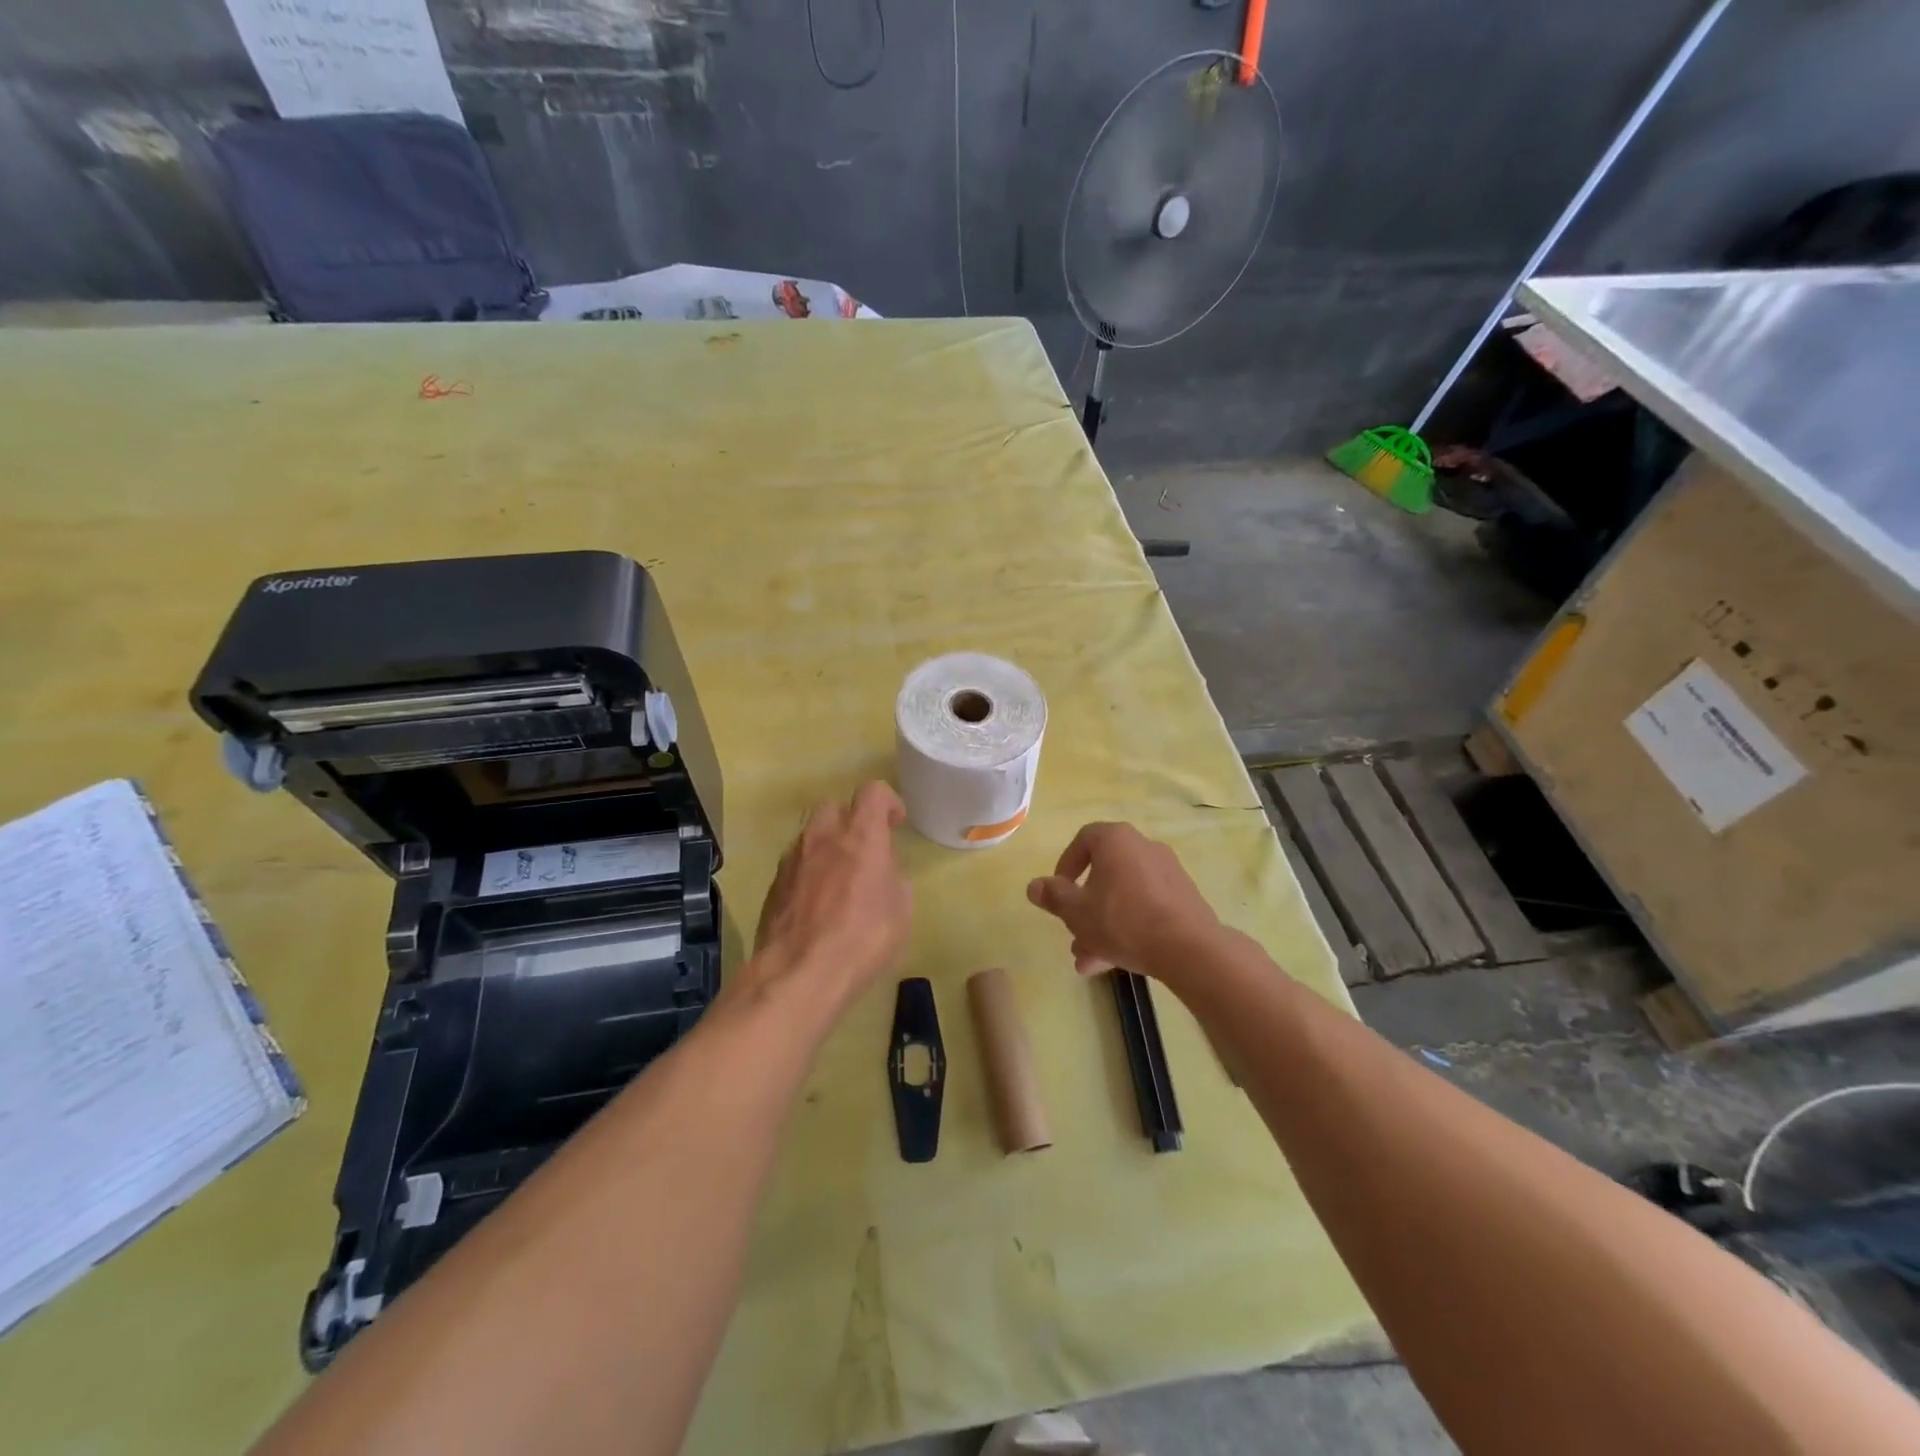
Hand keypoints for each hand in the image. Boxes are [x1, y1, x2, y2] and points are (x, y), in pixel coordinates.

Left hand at [747, 781, 911, 1009]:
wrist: (798, 974)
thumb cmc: (862, 940)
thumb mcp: (900, 912)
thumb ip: (894, 880)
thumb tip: (884, 873)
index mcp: (861, 836)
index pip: (872, 792)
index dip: (888, 801)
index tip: (895, 823)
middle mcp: (823, 837)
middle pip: (835, 807)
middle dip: (851, 821)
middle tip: (865, 850)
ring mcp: (792, 859)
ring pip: (811, 835)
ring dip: (827, 846)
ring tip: (839, 879)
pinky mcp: (773, 884)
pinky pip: (796, 864)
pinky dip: (809, 872)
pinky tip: (817, 903)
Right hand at [1026, 822, 1221, 984]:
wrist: (1188, 948)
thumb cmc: (1122, 920)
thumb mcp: (1076, 911)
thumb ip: (1053, 896)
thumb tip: (1034, 886)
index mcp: (1116, 840)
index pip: (1083, 840)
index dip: (1066, 865)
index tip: (1059, 892)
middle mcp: (1143, 847)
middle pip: (1104, 874)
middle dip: (1084, 907)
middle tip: (1073, 933)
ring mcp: (1167, 873)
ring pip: (1123, 896)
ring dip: (1103, 925)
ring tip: (1089, 960)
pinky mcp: (1183, 898)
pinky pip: (1146, 906)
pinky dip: (1128, 927)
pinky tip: (1116, 961)